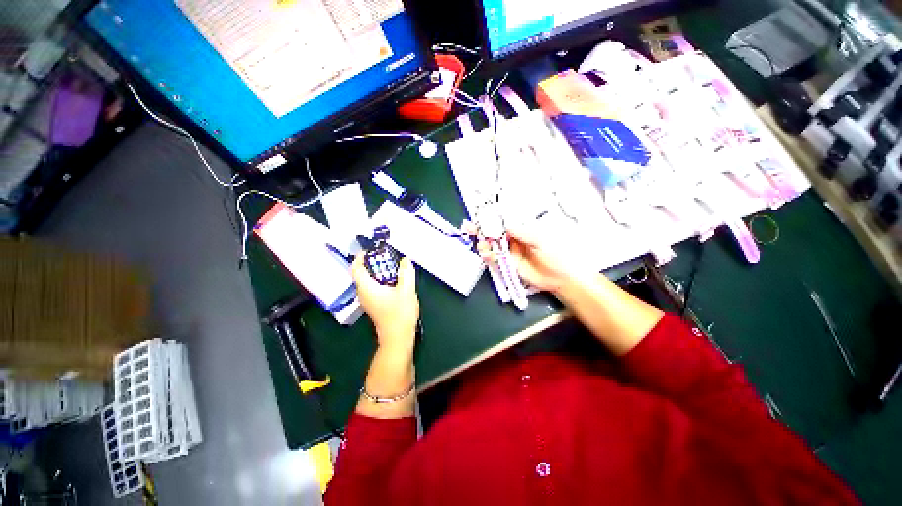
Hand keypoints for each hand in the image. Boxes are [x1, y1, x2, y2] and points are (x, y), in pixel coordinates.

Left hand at [351, 255, 419, 350]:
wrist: (398, 337)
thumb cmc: (400, 313)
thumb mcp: (407, 289)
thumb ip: (406, 272)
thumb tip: (405, 260)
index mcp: (366, 287)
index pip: (356, 267)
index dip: (361, 256)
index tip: (372, 249)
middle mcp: (363, 293)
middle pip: (361, 273)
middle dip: (373, 262)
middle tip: (387, 256)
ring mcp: (367, 300)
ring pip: (367, 281)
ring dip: (377, 271)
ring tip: (393, 267)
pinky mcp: (373, 305)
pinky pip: (372, 287)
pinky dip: (380, 280)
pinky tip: (394, 281)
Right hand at [466, 221, 577, 293]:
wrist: (559, 278)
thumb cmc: (555, 255)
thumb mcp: (540, 241)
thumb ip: (522, 233)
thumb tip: (507, 226)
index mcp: (522, 229)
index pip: (504, 221)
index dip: (492, 218)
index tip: (481, 215)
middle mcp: (514, 239)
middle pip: (494, 232)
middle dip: (481, 229)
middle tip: (469, 227)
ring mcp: (509, 251)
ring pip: (492, 245)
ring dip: (483, 243)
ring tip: (480, 243)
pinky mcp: (507, 263)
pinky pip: (494, 258)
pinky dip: (488, 255)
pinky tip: (485, 253)